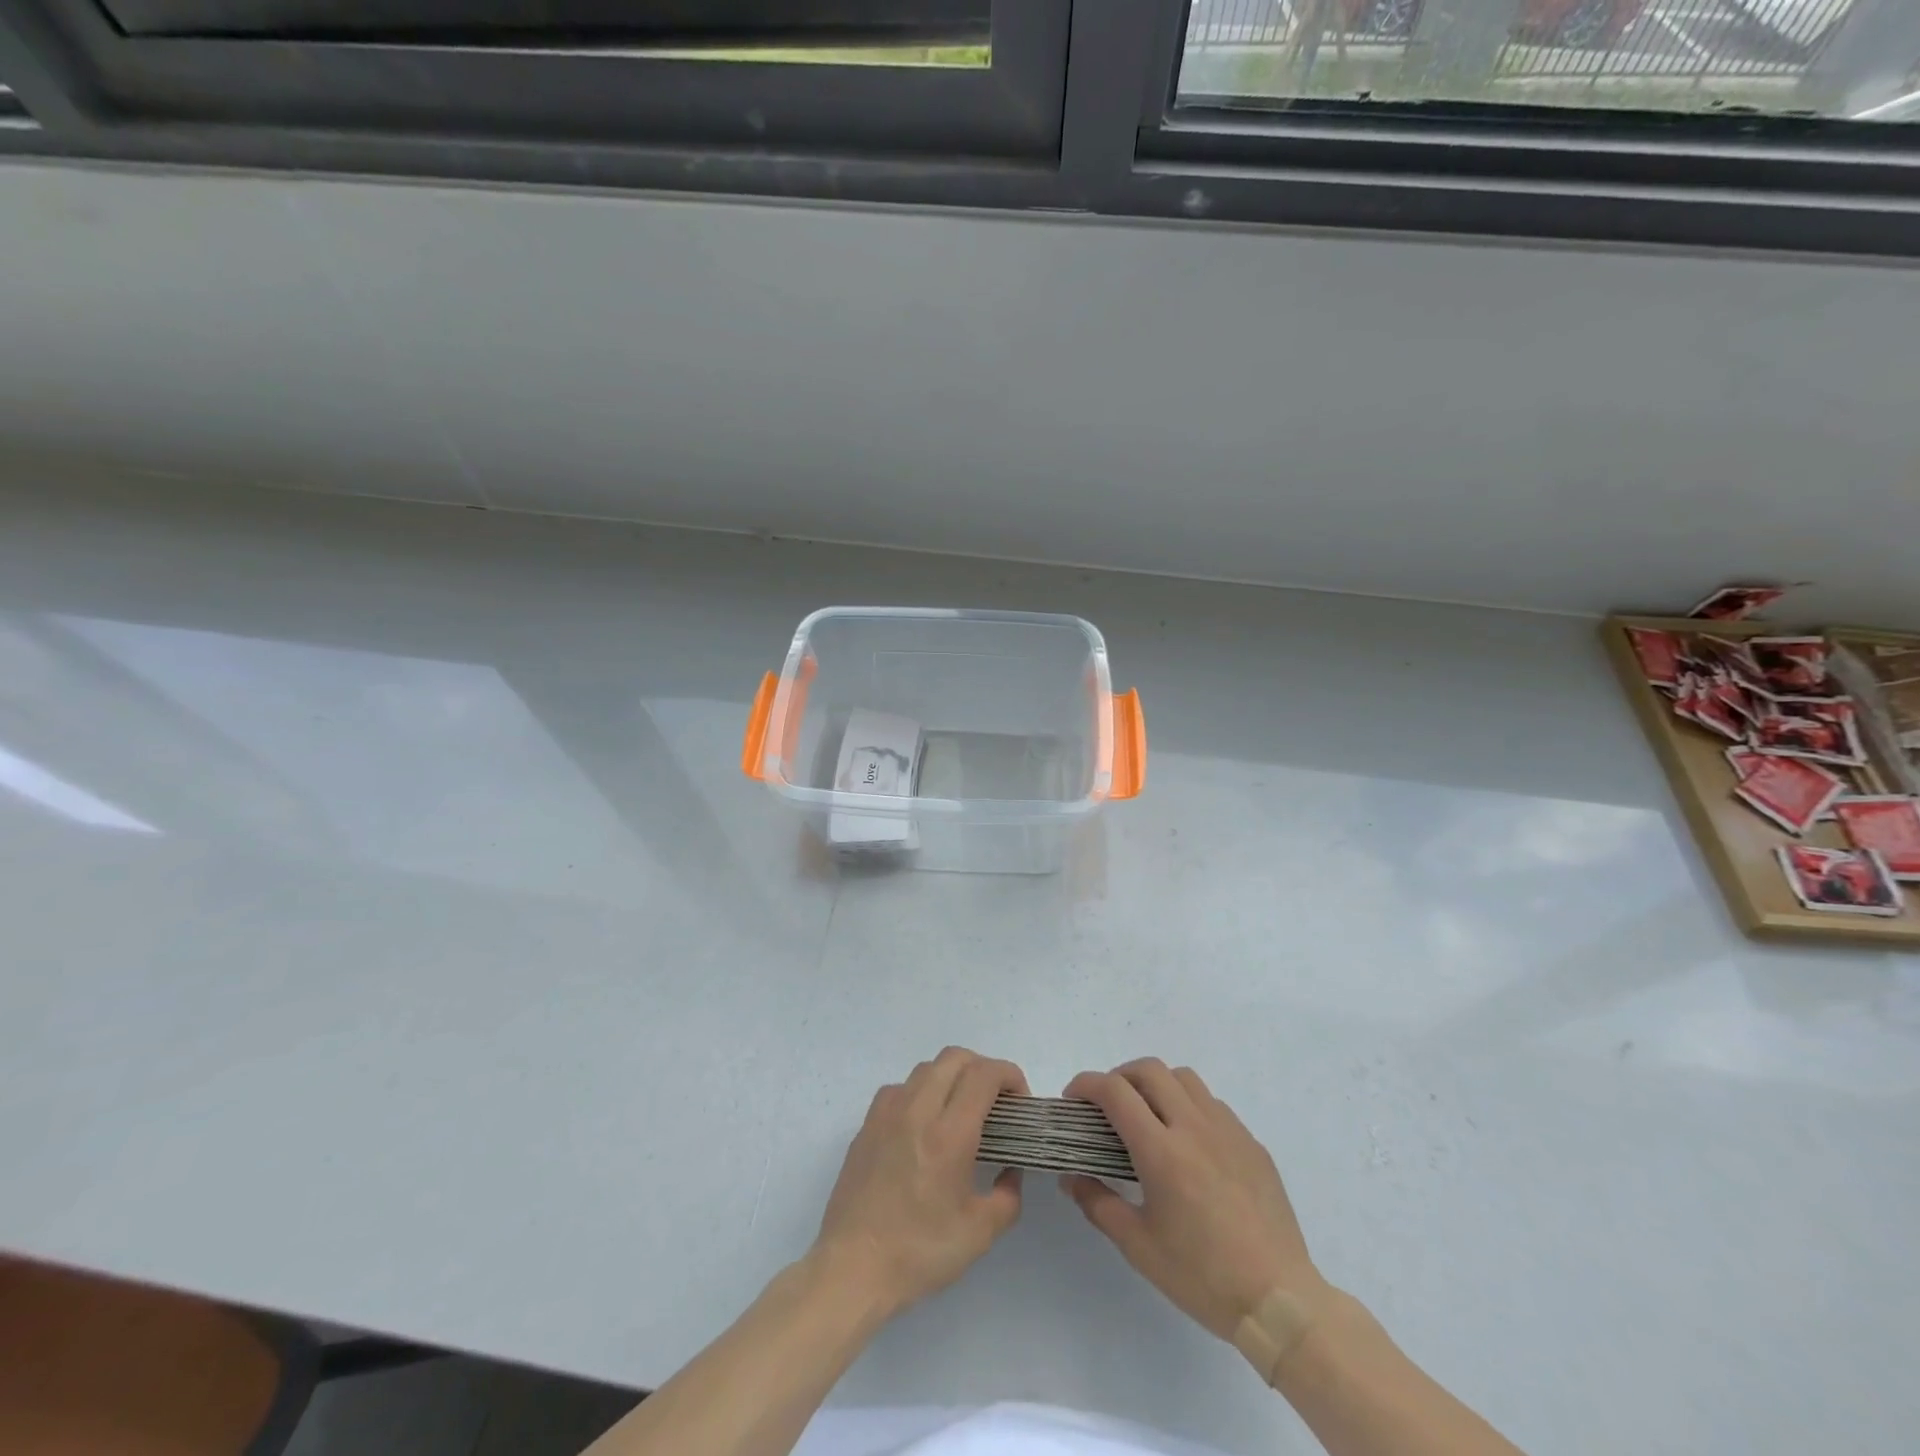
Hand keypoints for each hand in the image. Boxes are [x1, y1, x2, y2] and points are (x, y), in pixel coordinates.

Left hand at [812, 1047, 1028, 1318]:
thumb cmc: (919, 1252)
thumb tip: (1010, 1170)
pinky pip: (900, 1088)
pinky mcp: (867, 1125)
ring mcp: (887, 1113)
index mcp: (949, 1134)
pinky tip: (923, 1125)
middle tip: (995, 1103)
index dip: (1010, 1076)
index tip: (1019, 1103)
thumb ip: (1007, 1196)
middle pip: (955, 1058)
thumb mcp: (979, 1234)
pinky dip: (921, 1092)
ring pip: (926, 1068)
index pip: (984, 1074)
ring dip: (951, 1077)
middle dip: (983, 1069)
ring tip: (960, 1112)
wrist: (852, 1268)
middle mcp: (917, 1111)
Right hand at [1061, 1059, 1326, 1341]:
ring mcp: (1228, 1130)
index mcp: (1161, 1151)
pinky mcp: (1252, 1143)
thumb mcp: (1139, 1246)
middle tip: (1107, 1106)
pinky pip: (1213, 1104)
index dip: (1086, 1085)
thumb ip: (1098, 1203)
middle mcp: (1194, 1127)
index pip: (1114, 1091)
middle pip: (1149, 1070)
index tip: (1073, 1100)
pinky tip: (1188, 1143)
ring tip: (1148, 1116)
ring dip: (1157, 1084)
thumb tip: (1071, 1177)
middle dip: (1119, 1077)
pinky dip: (1189, 1106)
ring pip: (1184, 1078)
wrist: (1280, 1301)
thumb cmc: (1202, 1277)